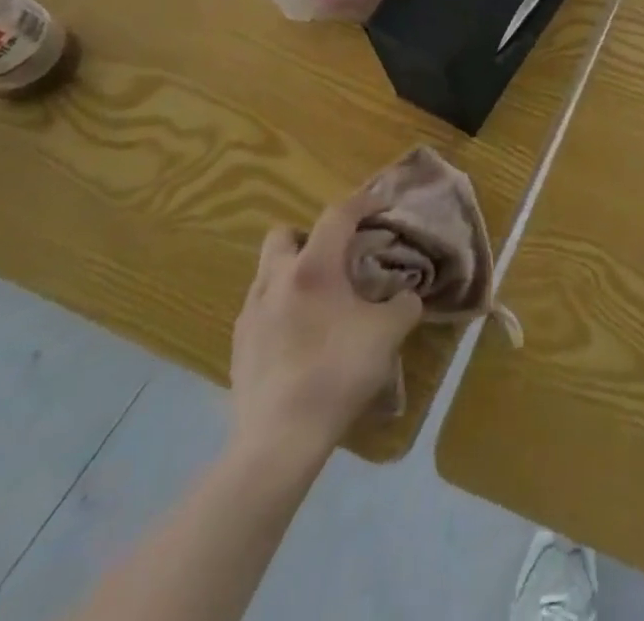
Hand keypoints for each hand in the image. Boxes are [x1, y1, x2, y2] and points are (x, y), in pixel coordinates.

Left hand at [229, 192, 422, 473]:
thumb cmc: (338, 372)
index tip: (382, 204)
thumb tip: (405, 295)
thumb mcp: (389, 333)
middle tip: (337, 256)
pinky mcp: (238, 347)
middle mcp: (275, 280)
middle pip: (284, 235)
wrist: (279, 441)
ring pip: (268, 272)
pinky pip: (260, 308)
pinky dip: (281, 307)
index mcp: (313, 268)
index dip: (363, 202)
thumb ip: (404, 304)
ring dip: (293, 272)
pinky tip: (301, 335)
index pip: (337, 215)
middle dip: (310, 236)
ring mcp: (250, 314)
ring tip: (320, 298)